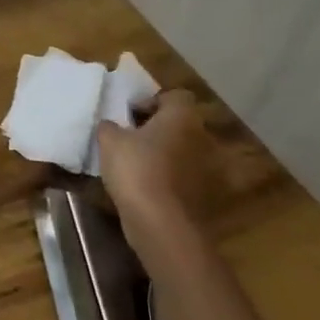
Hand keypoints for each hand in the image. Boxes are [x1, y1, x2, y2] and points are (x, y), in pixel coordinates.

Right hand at [95, 89, 220, 263]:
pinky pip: (187, 178)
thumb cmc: (136, 169)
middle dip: (160, 129)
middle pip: (181, 124)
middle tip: (133, 138)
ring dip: (167, 155)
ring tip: (140, 165)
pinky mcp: (208, 197)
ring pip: (185, 152)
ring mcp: (210, 170)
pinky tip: (148, 188)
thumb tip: (112, 125)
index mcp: (182, 117)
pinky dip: (171, 180)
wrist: (161, 223)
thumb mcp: (109, 140)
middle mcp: (203, 138)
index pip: (175, 96)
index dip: (152, 101)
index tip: (130, 115)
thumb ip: (110, 125)